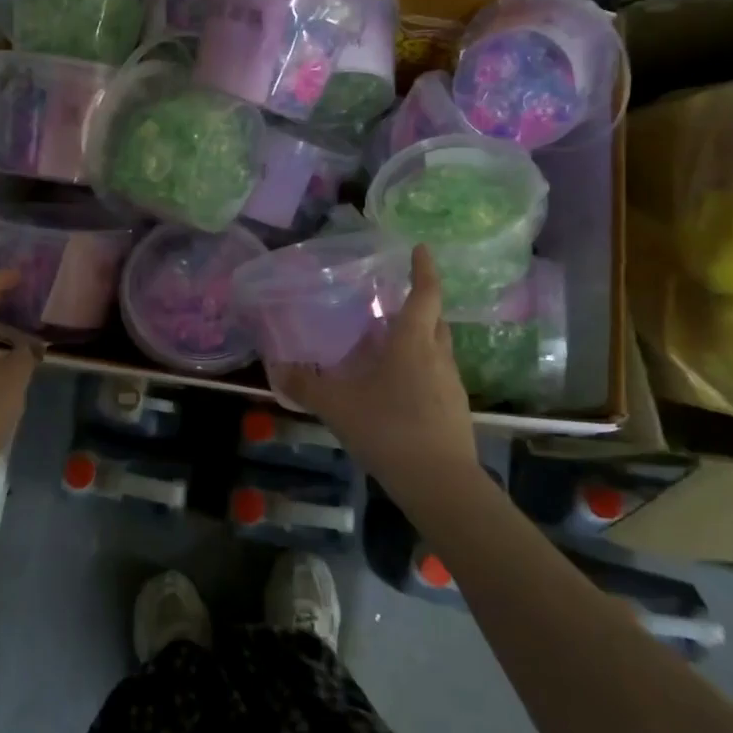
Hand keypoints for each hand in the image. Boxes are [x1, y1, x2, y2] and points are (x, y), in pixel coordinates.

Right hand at [278, 246, 480, 507]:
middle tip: (394, 298)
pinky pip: (436, 375)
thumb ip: (305, 387)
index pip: (425, 294)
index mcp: (412, 342)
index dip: (424, 269)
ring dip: (418, 338)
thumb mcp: (338, 407)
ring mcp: (451, 384)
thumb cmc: (389, 430)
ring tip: (389, 343)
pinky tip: (397, 387)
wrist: (440, 484)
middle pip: (435, 319)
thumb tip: (277, 369)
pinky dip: (420, 368)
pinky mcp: (455, 409)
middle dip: (420, 304)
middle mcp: (437, 356)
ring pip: (436, 348)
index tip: (420, 248)